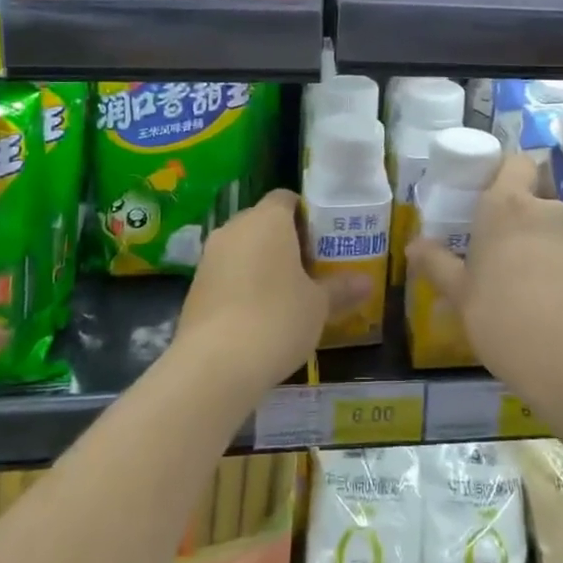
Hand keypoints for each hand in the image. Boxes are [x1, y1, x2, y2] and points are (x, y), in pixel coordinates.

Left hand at [174, 189, 331, 400]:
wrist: (215, 364)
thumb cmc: (277, 319)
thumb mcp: (319, 305)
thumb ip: (341, 288)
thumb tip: (367, 282)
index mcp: (268, 219)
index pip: (286, 198)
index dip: (306, 214)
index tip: (323, 239)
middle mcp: (235, 228)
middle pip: (264, 222)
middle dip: (286, 240)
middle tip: (311, 267)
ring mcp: (209, 256)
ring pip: (243, 247)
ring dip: (262, 262)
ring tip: (287, 292)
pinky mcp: (195, 286)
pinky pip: (226, 273)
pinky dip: (242, 284)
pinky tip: (259, 314)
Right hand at [405, 155, 562, 397]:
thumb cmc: (504, 318)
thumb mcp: (460, 295)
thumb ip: (437, 265)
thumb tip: (414, 245)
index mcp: (507, 206)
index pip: (515, 162)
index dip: (503, 173)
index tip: (483, 197)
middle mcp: (545, 211)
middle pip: (531, 198)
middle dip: (515, 217)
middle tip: (492, 249)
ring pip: (550, 229)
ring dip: (535, 246)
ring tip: (516, 285)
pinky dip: (556, 270)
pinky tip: (544, 306)